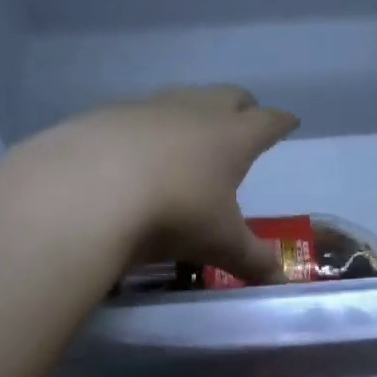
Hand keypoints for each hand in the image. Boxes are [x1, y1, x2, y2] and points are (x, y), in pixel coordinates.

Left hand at [1, 85, 299, 284]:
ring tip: (190, 134)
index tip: (288, 122)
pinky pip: (137, 113)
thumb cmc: (172, 213)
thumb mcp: (218, 243)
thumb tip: (280, 280)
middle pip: (229, 96)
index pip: (267, 121)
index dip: (280, 122)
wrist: (87, 190)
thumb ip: (251, 260)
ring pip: (182, 98)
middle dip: (242, 107)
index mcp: (232, 137)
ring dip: (192, 111)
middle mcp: (195, 110)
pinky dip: (145, 127)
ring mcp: (149, 107)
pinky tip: (133, 150)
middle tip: (245, 120)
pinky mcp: (107, 113)